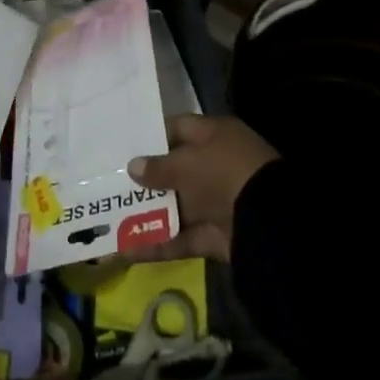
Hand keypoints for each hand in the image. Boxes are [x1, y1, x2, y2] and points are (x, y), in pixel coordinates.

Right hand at [125, 114, 279, 261]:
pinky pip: (182, 237)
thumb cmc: (224, 174)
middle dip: (146, 180)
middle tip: (111, 184)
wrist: (268, 222)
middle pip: (176, 170)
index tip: (125, 146)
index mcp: (215, 136)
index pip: (179, 129)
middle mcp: (217, 165)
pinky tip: (127, 250)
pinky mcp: (216, 235)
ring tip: (111, 218)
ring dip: (148, 213)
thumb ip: (158, 167)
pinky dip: (158, 243)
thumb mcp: (187, 164)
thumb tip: (133, 166)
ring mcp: (217, 202)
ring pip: (177, 205)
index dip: (152, 137)